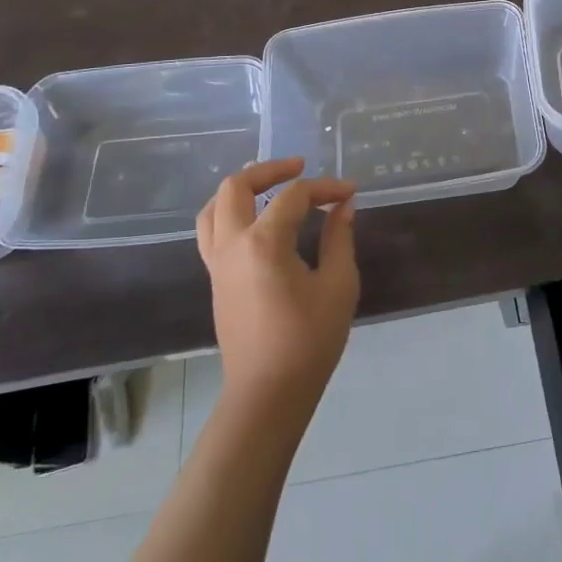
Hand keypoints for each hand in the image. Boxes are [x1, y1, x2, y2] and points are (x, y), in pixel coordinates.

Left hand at [196, 158, 358, 410]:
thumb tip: (342, 206)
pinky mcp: (216, 280)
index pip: (294, 196)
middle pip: (236, 187)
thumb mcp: (338, 285)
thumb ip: (339, 238)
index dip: (325, 188)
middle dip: (269, 170)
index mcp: (263, 242)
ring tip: (270, 186)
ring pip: (214, 207)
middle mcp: (232, 244)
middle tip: (300, 167)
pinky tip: (257, 220)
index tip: (350, 193)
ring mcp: (217, 263)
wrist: (268, 394)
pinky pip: (212, 231)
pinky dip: (230, 213)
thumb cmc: (309, 340)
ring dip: (241, 189)